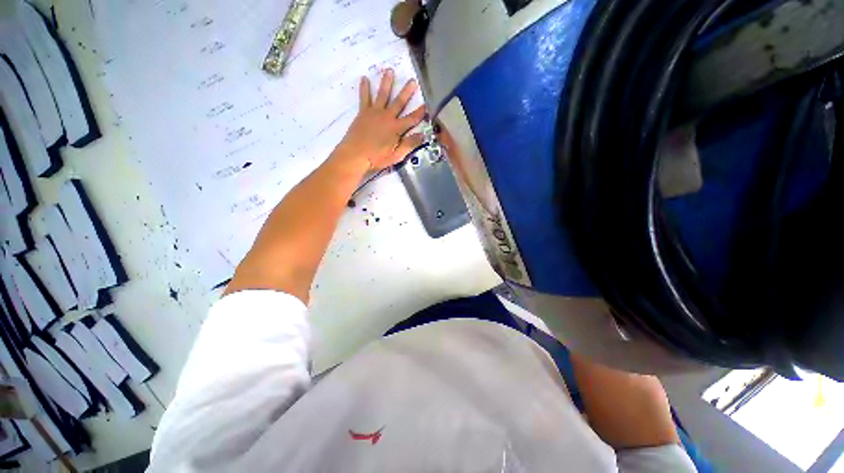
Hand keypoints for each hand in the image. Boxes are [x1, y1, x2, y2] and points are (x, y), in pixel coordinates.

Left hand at [336, 69, 426, 170]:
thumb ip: (409, 144)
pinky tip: (364, 78)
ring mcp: (374, 113)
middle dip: (407, 92)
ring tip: (389, 70)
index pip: (412, 119)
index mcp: (396, 129)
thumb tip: (422, 135)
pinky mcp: (363, 113)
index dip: (420, 113)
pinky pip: (364, 98)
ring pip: (382, 95)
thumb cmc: (377, 158)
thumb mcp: (397, 155)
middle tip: (412, 80)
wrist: (355, 155)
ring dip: (387, 83)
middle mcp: (387, 117)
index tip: (427, 105)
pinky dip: (364, 88)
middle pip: (399, 102)